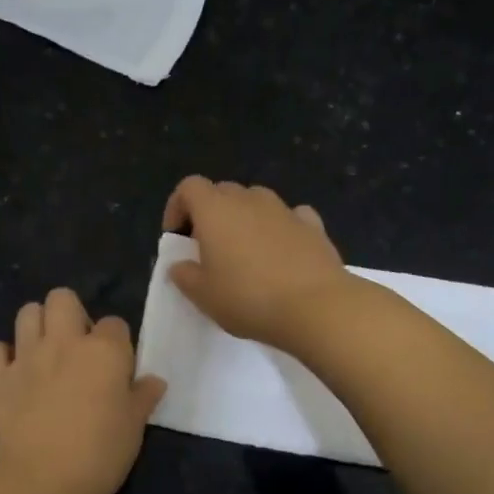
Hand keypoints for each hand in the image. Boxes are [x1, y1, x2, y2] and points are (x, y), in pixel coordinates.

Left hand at [0, 288, 165, 493]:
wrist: (41, 483)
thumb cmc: (99, 457)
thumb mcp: (134, 429)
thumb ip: (142, 398)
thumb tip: (153, 381)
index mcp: (104, 351)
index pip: (115, 324)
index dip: (116, 343)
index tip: (116, 368)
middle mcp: (64, 342)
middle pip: (63, 298)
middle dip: (70, 314)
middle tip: (76, 347)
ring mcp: (26, 356)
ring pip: (27, 312)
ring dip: (36, 326)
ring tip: (44, 353)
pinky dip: (0, 356)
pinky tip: (11, 373)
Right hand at [162, 176, 351, 347]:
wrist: (316, 307)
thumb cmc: (248, 298)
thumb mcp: (203, 296)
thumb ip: (184, 276)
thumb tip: (180, 265)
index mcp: (215, 210)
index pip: (189, 187)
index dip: (177, 207)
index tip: (177, 237)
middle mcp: (249, 200)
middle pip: (222, 191)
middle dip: (210, 213)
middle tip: (208, 248)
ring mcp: (284, 210)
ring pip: (256, 201)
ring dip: (245, 218)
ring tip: (245, 252)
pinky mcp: (313, 225)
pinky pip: (289, 216)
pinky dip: (280, 227)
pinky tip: (281, 252)